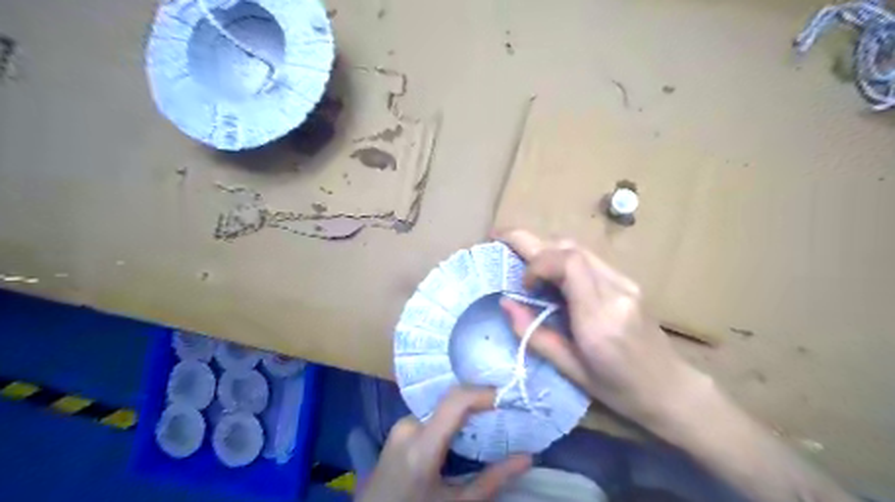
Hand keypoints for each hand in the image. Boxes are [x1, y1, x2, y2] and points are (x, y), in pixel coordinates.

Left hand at [358, 386, 529, 498]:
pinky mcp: (400, 428)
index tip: (508, 398)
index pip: (455, 401)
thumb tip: (528, 457)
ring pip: (442, 405)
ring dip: (466, 410)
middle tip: (506, 409)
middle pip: (450, 401)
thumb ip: (492, 481)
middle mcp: (408, 426)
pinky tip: (467, 429)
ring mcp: (401, 424)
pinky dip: (453, 417)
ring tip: (491, 418)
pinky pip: (432, 413)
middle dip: (479, 401)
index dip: (483, 393)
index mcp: (421, 446)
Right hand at [496, 231, 706, 431]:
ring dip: (547, 249)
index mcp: (599, 319)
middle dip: (532, 242)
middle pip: (571, 247)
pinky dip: (562, 258)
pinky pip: (588, 259)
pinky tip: (550, 274)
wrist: (670, 388)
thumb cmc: (618, 389)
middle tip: (503, 242)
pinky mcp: (627, 281)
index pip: (568, 263)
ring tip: (523, 261)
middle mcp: (615, 291)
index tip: (522, 284)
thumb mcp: (571, 370)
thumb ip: (534, 334)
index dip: (537, 263)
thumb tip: (505, 303)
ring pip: (579, 248)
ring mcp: (625, 282)